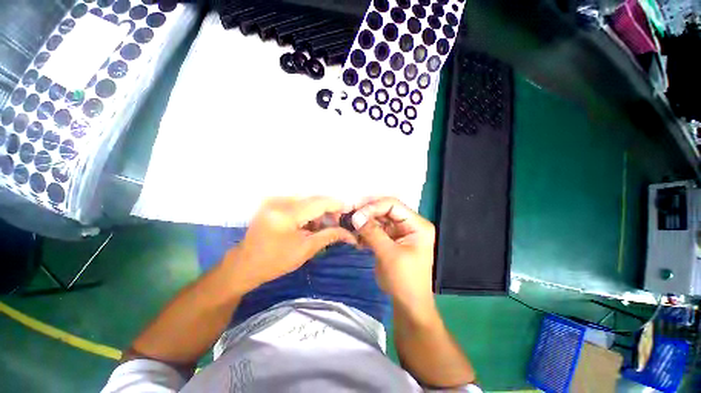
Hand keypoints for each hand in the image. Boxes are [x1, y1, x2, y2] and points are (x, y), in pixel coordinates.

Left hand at [225, 197, 354, 292]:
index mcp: (286, 214)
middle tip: (336, 222)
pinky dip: (306, 210)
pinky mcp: (271, 202)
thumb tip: (349, 234)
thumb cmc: (275, 261)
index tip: (348, 212)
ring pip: (306, 199)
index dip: (336, 205)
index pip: (319, 202)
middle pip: (313, 198)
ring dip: (317, 210)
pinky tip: (307, 223)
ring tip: (320, 226)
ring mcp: (273, 200)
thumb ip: (329, 236)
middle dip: (328, 209)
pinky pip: (296, 201)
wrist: (245, 265)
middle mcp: (279, 201)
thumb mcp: (306, 249)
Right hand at [351, 197, 435, 311]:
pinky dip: (366, 231)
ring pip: (379, 218)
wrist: (408, 305)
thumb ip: (372, 232)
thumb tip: (355, 216)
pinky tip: (356, 237)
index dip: (373, 206)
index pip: (393, 205)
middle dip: (367, 212)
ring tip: (350, 226)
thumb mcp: (388, 254)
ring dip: (364, 222)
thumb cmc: (404, 280)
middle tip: (349, 215)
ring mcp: (400, 231)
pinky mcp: (391, 239)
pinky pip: (376, 229)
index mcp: (417, 224)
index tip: (355, 215)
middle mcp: (410, 223)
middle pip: (385, 209)